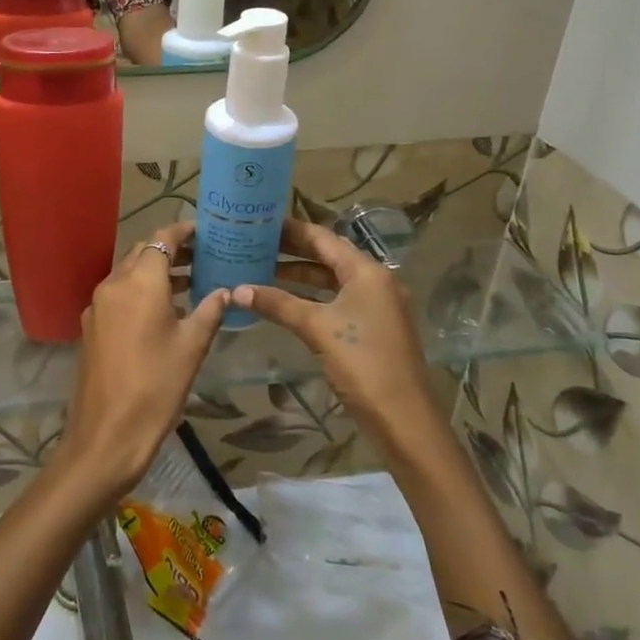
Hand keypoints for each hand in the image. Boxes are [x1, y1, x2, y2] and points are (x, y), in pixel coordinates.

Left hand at [59, 222, 228, 497]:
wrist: (107, 433)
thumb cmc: (157, 386)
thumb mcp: (192, 347)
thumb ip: (210, 311)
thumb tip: (226, 291)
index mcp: (140, 281)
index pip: (161, 237)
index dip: (183, 230)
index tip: (205, 232)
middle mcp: (113, 283)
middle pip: (143, 252)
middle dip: (171, 250)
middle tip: (203, 258)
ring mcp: (97, 305)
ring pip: (129, 273)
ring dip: (155, 272)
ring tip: (191, 283)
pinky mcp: (91, 326)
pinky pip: (118, 295)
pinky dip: (140, 292)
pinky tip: (162, 312)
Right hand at [233, 219, 445, 466]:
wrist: (403, 417)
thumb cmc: (361, 362)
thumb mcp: (316, 328)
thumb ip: (277, 304)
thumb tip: (236, 290)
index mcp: (367, 271)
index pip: (323, 238)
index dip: (291, 229)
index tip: (260, 222)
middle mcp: (375, 281)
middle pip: (328, 256)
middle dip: (292, 251)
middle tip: (255, 243)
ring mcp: (376, 305)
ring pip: (331, 280)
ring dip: (299, 276)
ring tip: (261, 270)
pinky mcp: (372, 327)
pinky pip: (336, 300)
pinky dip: (311, 297)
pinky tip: (285, 302)